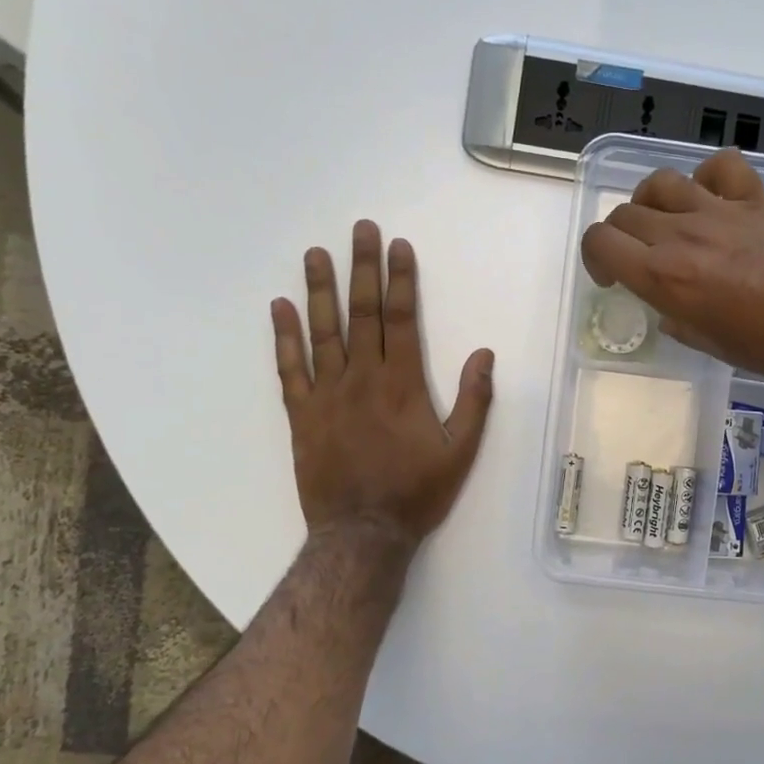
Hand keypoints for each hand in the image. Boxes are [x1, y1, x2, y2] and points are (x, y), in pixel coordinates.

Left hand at [271, 222, 493, 545]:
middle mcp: (362, 379)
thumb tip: (484, 353)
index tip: (398, 246)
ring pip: (322, 332)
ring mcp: (327, 395)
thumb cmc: (417, 493)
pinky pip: (290, 369)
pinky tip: (279, 308)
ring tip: (315, 254)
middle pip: (362, 313)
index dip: (400, 279)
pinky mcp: (302, 415)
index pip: (400, 319)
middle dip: (362, 268)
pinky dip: (284, 337)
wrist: (363, 533)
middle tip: (359, 230)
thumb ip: (474, 400)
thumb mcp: (461, 451)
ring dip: (319, 290)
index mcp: (402, 384)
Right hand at [580, 149, 763, 387]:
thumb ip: (680, 321)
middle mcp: (683, 235)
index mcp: (665, 277)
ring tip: (667, 224)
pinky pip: (720, 167)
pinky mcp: (756, 200)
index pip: (600, 242)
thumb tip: (672, 310)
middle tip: (639, 260)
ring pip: (661, 183)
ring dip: (652, 203)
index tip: (612, 278)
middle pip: (625, 213)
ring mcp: (721, 211)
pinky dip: (708, 177)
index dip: (594, 256)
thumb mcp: (712, 345)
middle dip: (621, 236)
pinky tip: (714, 198)